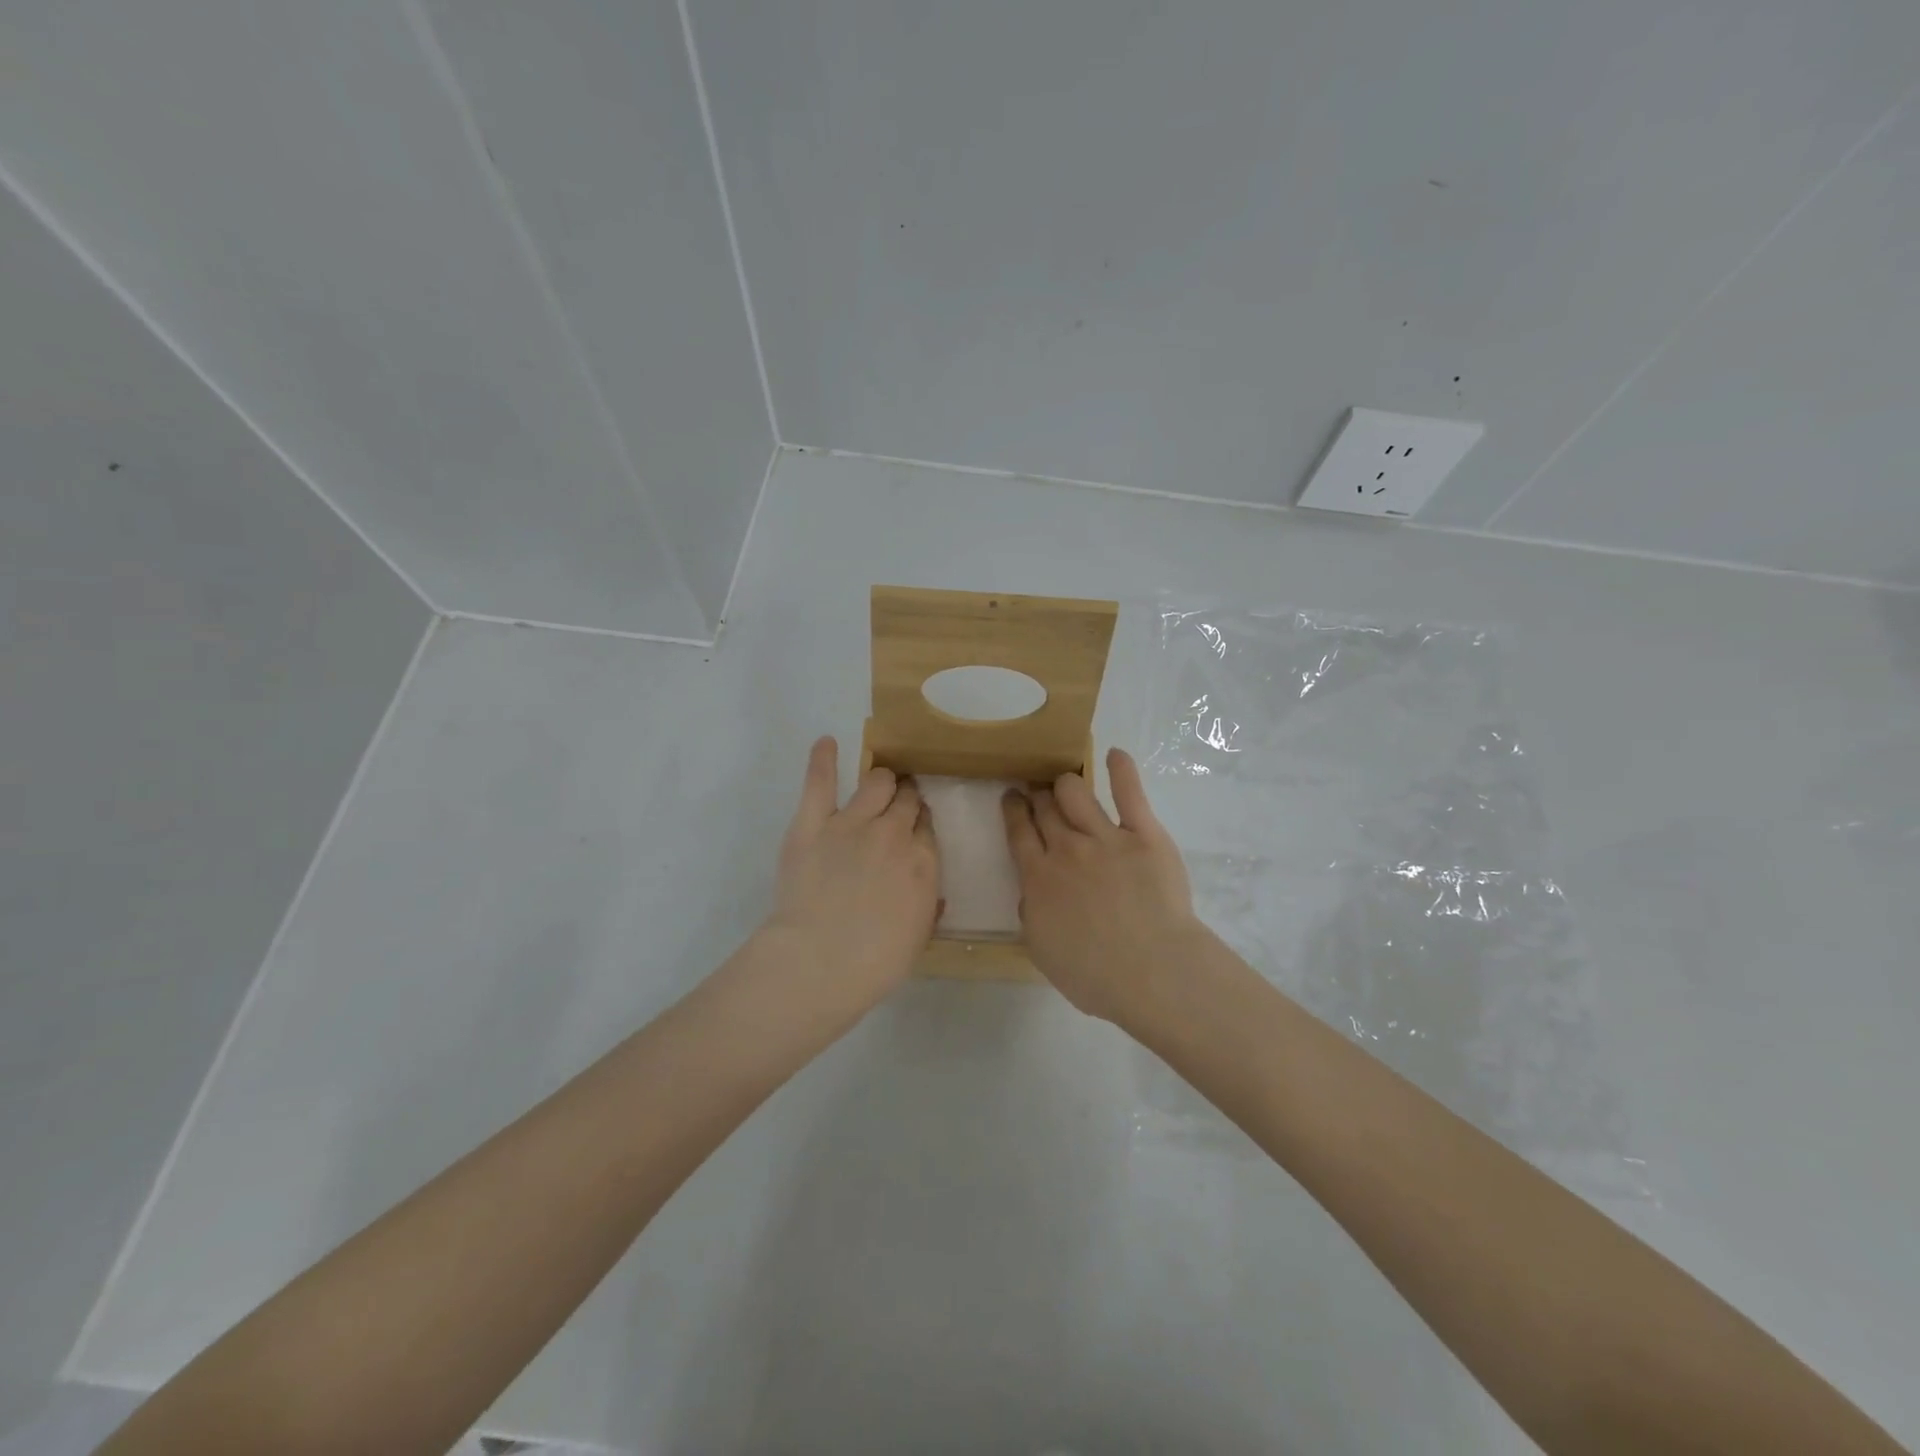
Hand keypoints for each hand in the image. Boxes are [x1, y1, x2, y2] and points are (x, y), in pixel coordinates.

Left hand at [763, 735, 939, 1011]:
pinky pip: (820, 782)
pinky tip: (827, 742)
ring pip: (875, 783)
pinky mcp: (812, 823)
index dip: (919, 826)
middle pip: (906, 801)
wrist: (819, 963)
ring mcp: (851, 823)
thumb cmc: (874, 963)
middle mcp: (893, 833)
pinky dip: (823, 759)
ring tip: (877, 782)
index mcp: (922, 861)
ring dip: (880, 781)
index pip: (926, 828)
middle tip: (898, 806)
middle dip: (905, 800)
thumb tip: (928, 889)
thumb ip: (926, 904)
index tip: (914, 830)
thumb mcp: (917, 937)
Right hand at [1003, 747, 1208, 1024]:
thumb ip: (1032, 914)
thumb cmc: (1094, 975)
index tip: (1012, 798)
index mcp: (1038, 877)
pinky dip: (1121, 769)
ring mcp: (1105, 837)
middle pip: (1044, 808)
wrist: (1152, 971)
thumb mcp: (1043, 951)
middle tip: (1038, 791)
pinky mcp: (1144, 834)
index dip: (1014, 810)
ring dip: (1066, 783)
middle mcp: (1066, 848)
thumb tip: (1032, 893)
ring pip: (1075, 792)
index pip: (1019, 832)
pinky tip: (1115, 755)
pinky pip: (1129, 793)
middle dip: (1037, 795)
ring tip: (1068, 782)